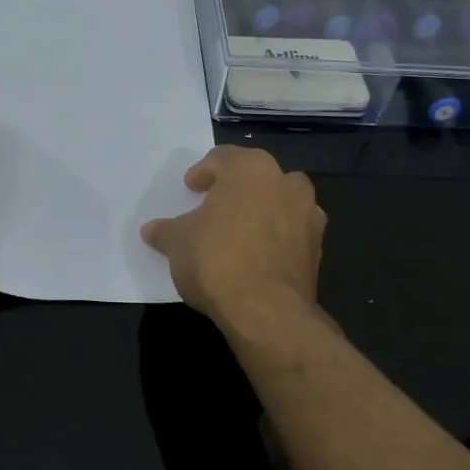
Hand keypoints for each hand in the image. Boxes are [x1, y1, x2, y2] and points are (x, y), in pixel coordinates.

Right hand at [140, 145, 323, 324]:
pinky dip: (276, 238)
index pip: (223, 158)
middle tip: (214, 206)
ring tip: (238, 232)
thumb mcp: (178, 242)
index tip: (190, 189)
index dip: (203, 172)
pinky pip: (291, 233)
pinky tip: (256, 257)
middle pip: (256, 176)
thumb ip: (166, 231)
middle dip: (236, 188)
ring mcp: (308, 215)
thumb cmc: (216, 259)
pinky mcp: (318, 249)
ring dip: (262, 211)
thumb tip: (151, 230)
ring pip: (280, 202)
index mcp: (251, 168)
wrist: (266, 311)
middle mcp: (285, 182)